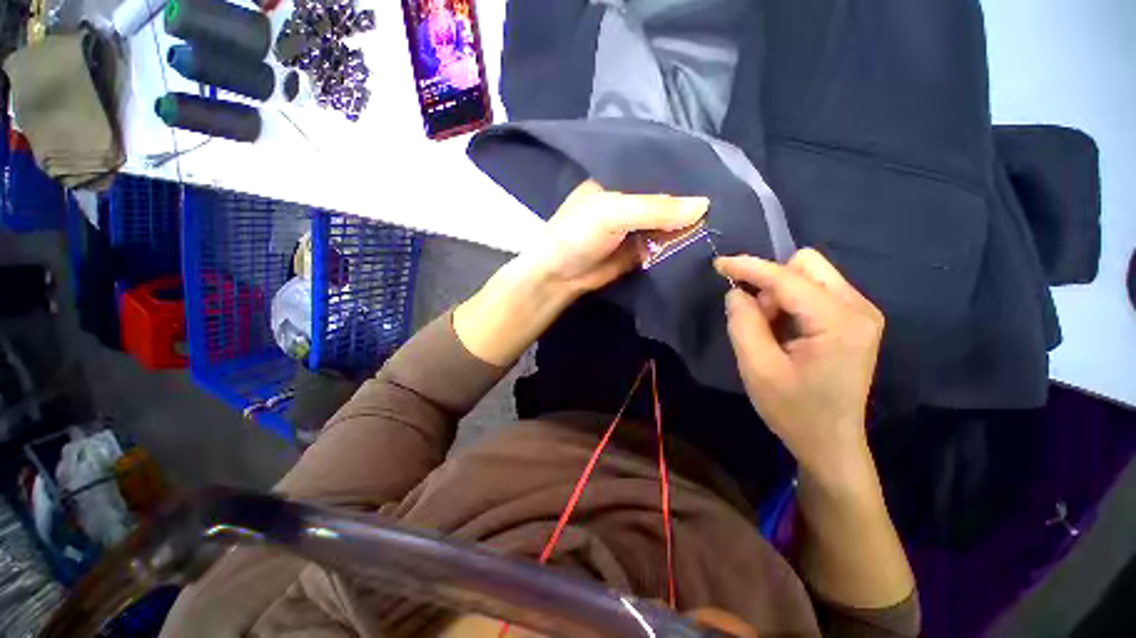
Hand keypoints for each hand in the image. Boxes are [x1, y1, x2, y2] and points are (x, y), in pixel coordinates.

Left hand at [455, 181, 706, 366]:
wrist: (559, 277)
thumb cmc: (577, 236)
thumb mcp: (612, 213)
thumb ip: (655, 209)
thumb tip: (705, 206)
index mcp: (618, 181)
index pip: (658, 171)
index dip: (686, 173)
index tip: (721, 175)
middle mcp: (629, 202)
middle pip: (667, 199)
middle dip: (691, 203)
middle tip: (733, 201)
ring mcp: (635, 228)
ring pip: (669, 223)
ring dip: (690, 226)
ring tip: (727, 219)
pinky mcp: (639, 252)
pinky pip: (665, 246)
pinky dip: (681, 245)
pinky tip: (706, 240)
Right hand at [715, 249, 883, 484]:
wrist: (831, 443)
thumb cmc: (794, 411)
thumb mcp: (757, 368)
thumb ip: (743, 323)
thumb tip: (736, 292)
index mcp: (838, 321)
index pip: (787, 277)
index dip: (749, 267)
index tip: (718, 264)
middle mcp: (858, 307)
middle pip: (805, 265)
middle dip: (771, 283)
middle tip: (757, 318)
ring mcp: (860, 313)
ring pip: (809, 276)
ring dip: (779, 295)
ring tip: (770, 332)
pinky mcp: (854, 321)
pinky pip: (814, 292)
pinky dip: (790, 304)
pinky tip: (784, 332)